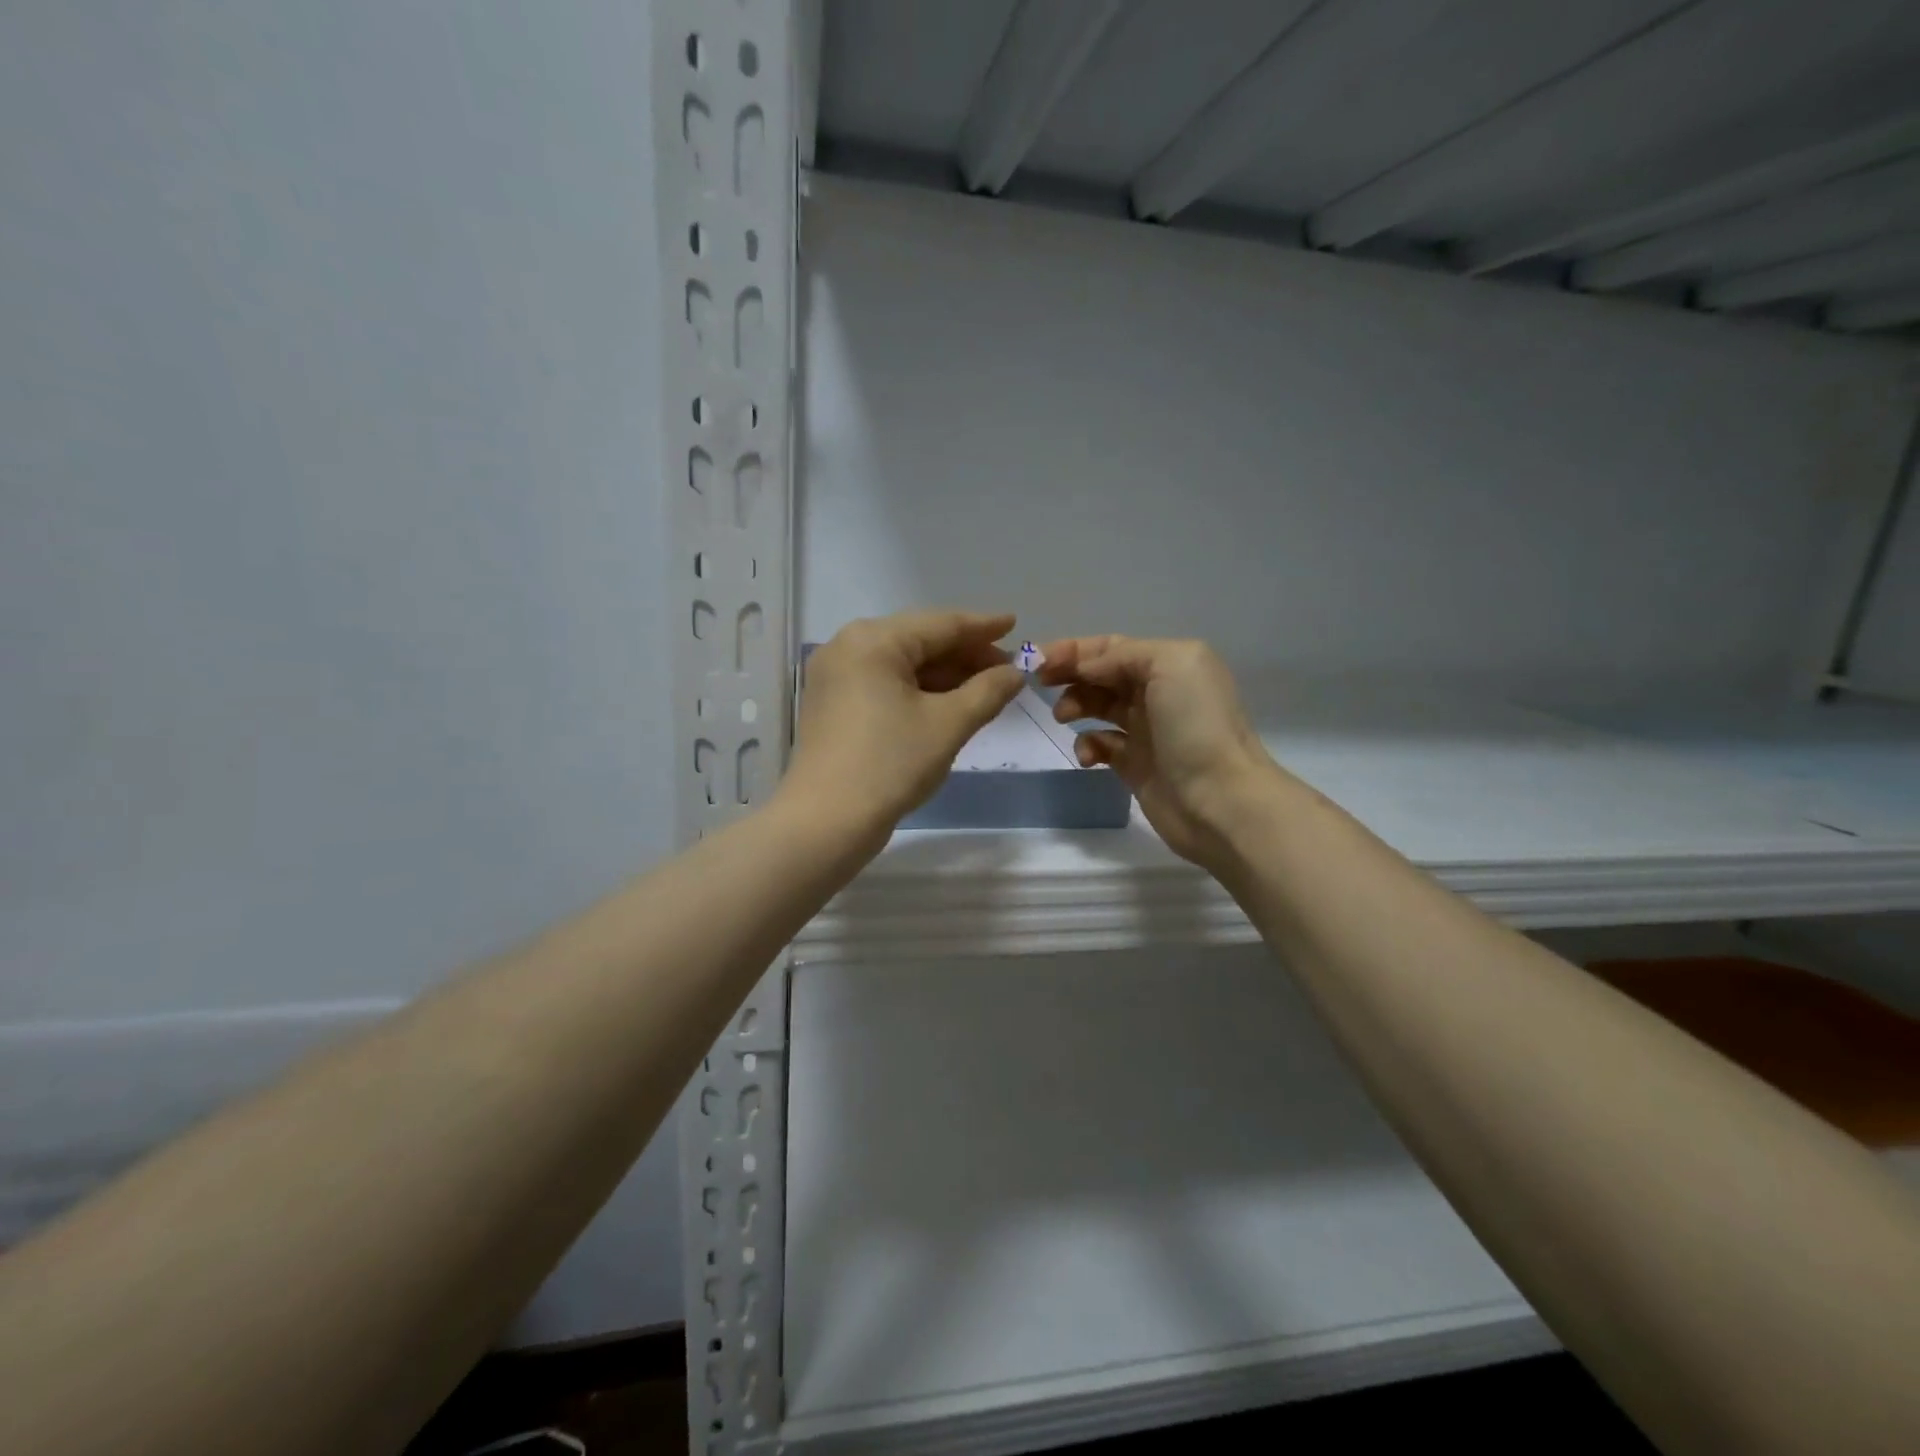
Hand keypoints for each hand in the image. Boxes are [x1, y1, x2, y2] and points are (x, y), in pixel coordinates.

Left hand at [782, 611, 1024, 844]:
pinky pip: (884, 684)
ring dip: (944, 675)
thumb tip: (1015, 673)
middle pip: (919, 641)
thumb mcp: (948, 725)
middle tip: (1007, 669)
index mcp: (873, 640)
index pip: (940, 624)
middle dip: (965, 655)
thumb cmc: (891, 764)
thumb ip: (988, 691)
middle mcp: (848, 647)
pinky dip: (918, 691)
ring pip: (902, 665)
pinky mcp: (832, 704)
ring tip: (985, 688)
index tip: (1015, 624)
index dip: (982, 627)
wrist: (826, 822)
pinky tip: (948, 704)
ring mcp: (835, 677)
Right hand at [1039, 636, 1282, 868]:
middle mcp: (1158, 693)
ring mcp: (1146, 730)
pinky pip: (1101, 745)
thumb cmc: (1196, 726)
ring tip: (1063, 716)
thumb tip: (1086, 669)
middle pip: (1102, 674)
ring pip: (1098, 707)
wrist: (1220, 799)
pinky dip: (1087, 745)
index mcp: (1169, 663)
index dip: (1074, 650)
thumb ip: (1123, 656)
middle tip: (1040, 684)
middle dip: (1070, 674)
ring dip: (1075, 705)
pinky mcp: (1135, 765)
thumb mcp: (1169, 665)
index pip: (1112, 647)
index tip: (1038, 660)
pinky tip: (1088, 756)